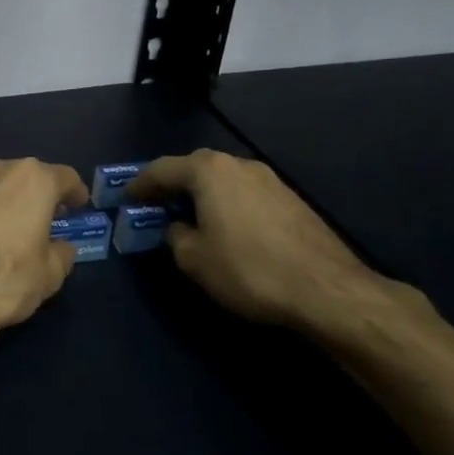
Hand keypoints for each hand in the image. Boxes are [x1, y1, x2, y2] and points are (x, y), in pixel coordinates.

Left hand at [0, 158, 89, 348]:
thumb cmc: (2, 278)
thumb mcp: (48, 275)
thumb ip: (62, 253)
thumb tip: (61, 245)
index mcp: (33, 180)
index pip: (66, 177)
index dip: (76, 193)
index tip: (80, 206)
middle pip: (30, 177)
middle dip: (43, 196)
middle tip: (51, 220)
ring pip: (1, 186)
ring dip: (13, 202)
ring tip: (19, 229)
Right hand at [126, 149, 393, 334]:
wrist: (328, 290)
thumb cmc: (249, 269)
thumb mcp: (194, 259)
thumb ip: (175, 236)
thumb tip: (178, 228)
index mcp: (209, 171)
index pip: (161, 168)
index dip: (139, 183)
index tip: (125, 198)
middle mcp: (239, 164)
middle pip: (194, 167)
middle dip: (172, 184)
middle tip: (155, 204)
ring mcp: (270, 179)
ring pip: (223, 179)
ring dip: (202, 193)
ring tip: (189, 216)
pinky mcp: (291, 199)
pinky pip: (245, 193)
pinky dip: (227, 203)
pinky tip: (226, 226)